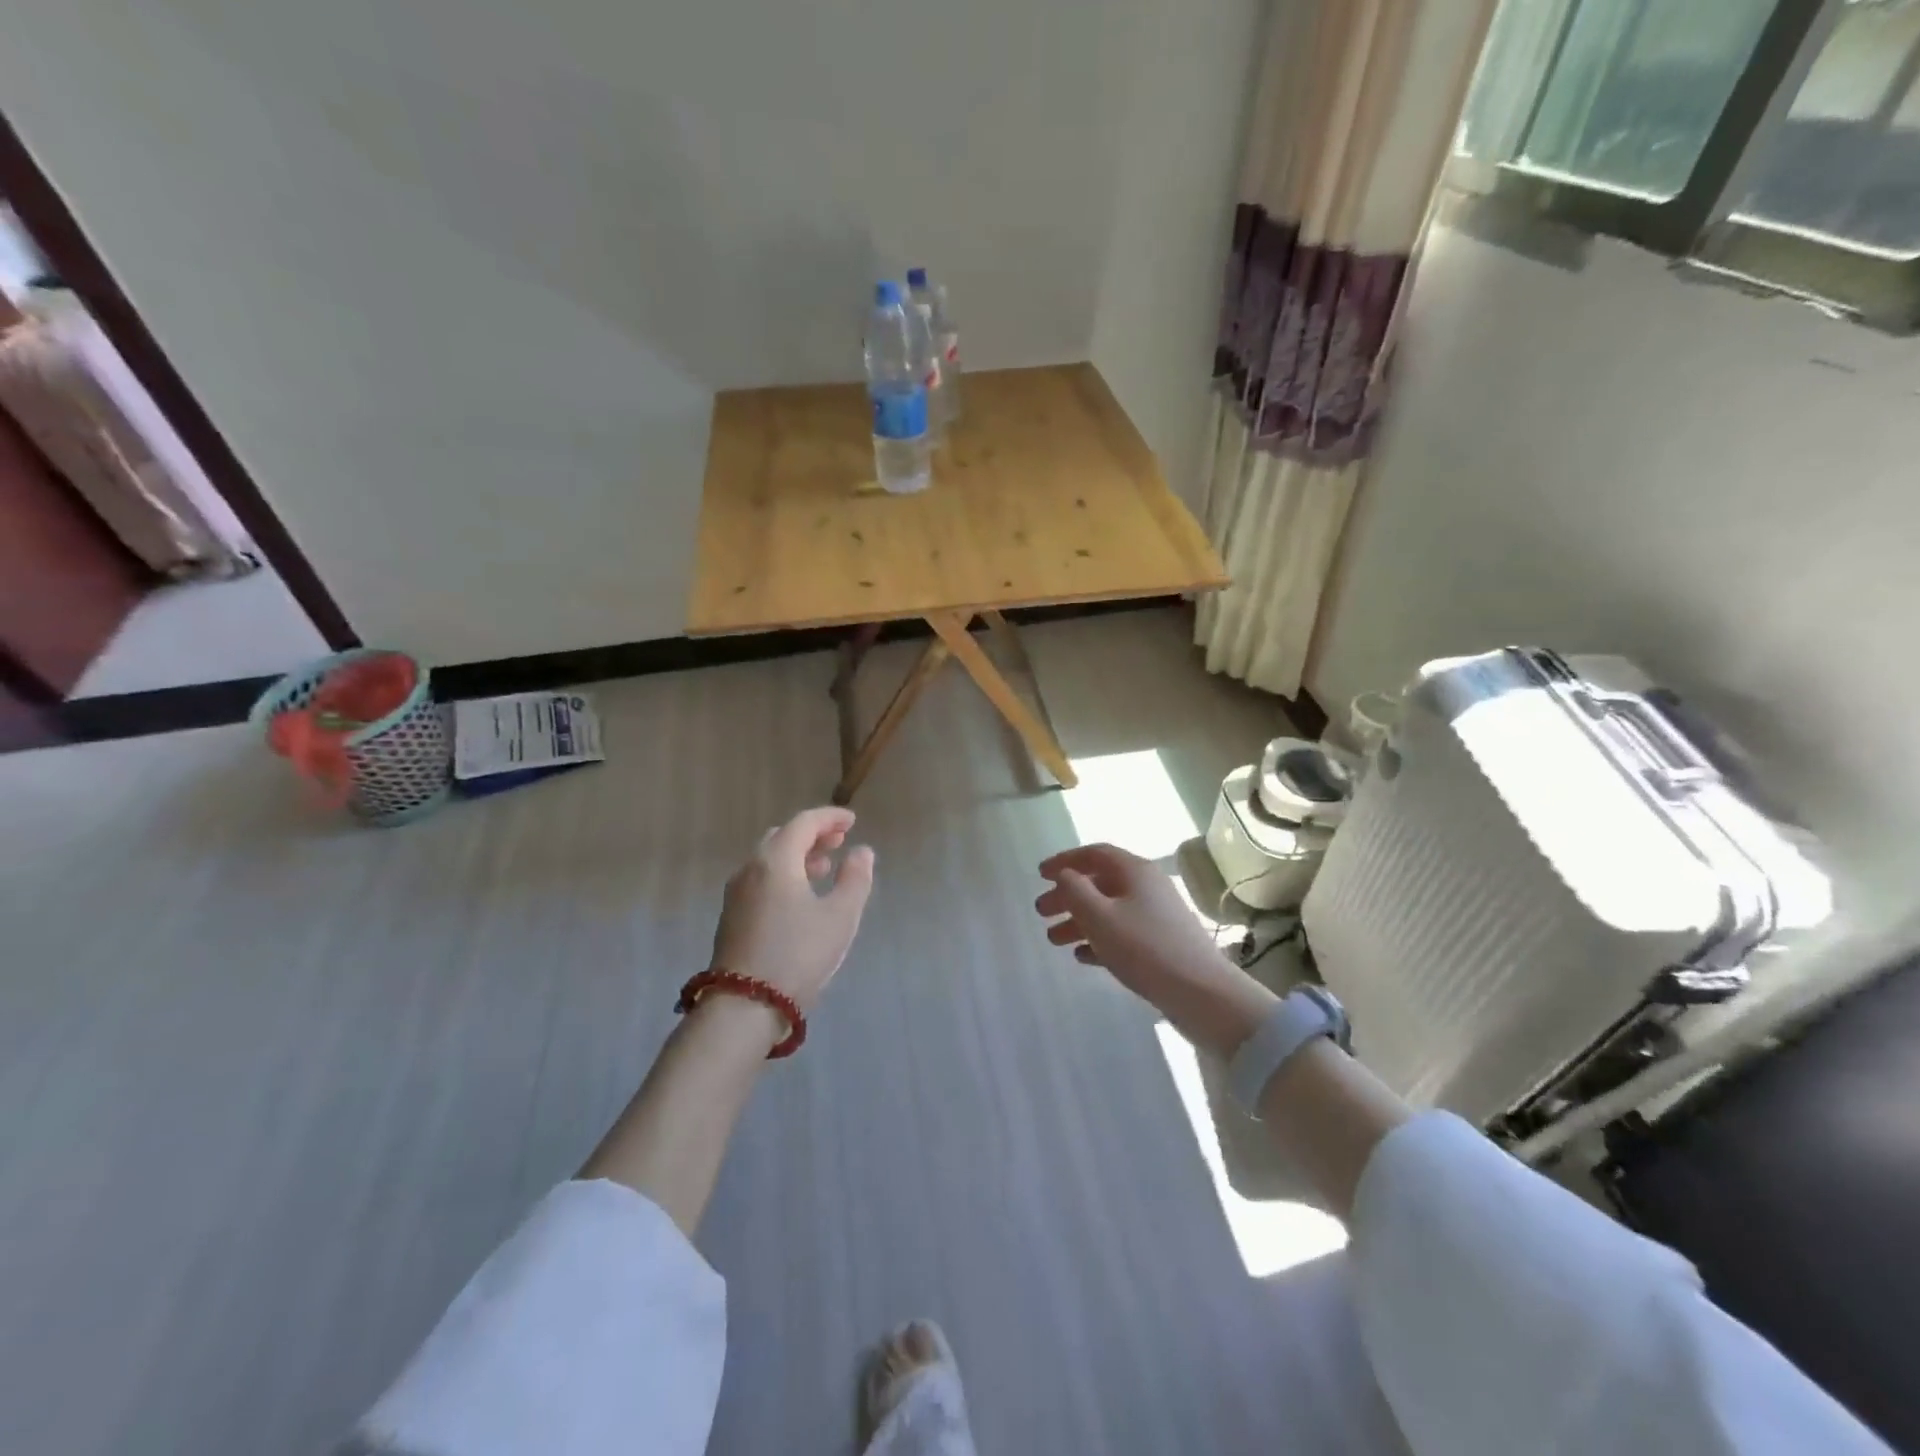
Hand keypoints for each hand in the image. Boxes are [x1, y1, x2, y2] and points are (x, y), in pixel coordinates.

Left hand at [710, 807, 875, 1014]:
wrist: (744, 1006)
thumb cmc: (798, 955)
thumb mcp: (840, 917)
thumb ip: (855, 878)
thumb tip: (861, 852)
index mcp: (776, 860)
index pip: (804, 823)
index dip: (830, 818)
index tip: (852, 820)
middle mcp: (750, 868)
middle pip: (782, 836)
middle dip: (812, 834)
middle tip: (838, 842)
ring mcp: (736, 893)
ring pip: (768, 858)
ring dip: (797, 855)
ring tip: (823, 867)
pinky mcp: (731, 916)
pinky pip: (760, 878)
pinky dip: (783, 873)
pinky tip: (799, 895)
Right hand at [1035, 843, 1274, 1053]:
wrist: (1202, 993)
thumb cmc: (1144, 948)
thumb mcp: (1099, 916)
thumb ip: (1074, 890)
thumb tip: (1064, 875)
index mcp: (1134, 871)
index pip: (1094, 854)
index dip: (1065, 860)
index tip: (1040, 874)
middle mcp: (1147, 887)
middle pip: (1099, 883)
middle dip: (1068, 896)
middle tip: (1041, 913)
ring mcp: (1156, 916)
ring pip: (1109, 910)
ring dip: (1079, 921)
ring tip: (1054, 941)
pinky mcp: (1161, 943)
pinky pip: (1122, 933)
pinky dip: (1099, 940)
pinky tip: (1082, 957)